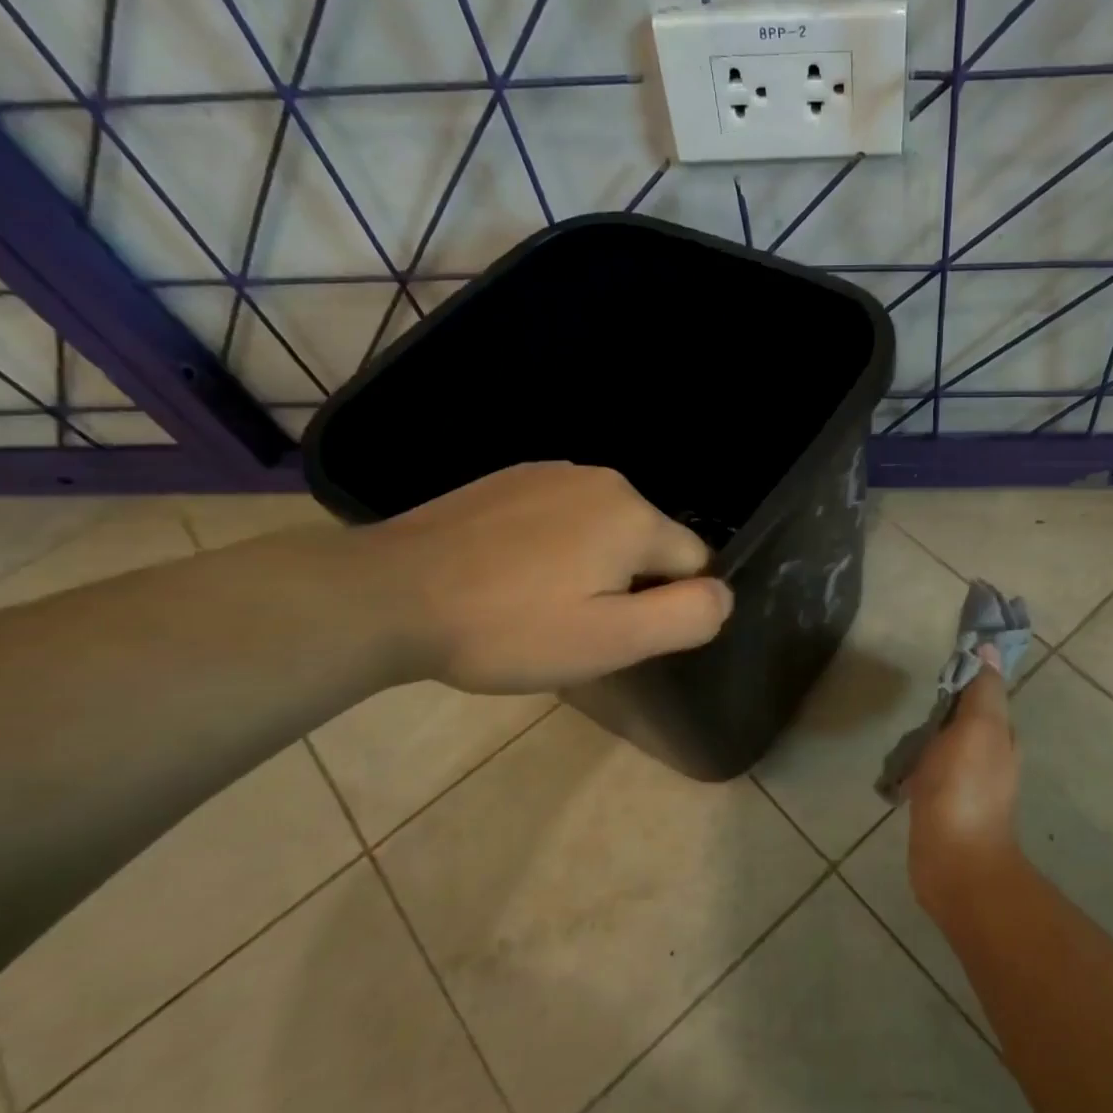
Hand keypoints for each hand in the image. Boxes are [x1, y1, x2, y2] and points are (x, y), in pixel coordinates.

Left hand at [355, 462, 733, 693]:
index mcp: (635, 514)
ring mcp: (552, 471)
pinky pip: (564, 515)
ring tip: (541, 602)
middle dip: (631, 583)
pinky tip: (513, 573)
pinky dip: (556, 544)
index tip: (619, 632)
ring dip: (593, 564)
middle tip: (577, 625)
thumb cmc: (509, 627)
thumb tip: (724, 594)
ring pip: (607, 528)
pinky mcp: (511, 477)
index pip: (694, 561)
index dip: (668, 604)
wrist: (389, 596)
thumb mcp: (611, 641)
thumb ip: (686, 616)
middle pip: (650, 542)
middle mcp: (604, 478)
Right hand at [905, 647, 1023, 926]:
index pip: (984, 694)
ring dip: (927, 737)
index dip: (966, 676)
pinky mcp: (941, 806)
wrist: (954, 861)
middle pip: (963, 720)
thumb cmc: (965, 788)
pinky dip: (915, 765)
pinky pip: (928, 773)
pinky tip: (897, 769)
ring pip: (944, 746)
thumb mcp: (979, 727)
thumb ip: (983, 690)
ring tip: (901, 734)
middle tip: (915, 700)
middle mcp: (988, 758)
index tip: (940, 664)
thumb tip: (988, 649)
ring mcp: (964, 785)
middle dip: (942, 708)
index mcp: (1000, 736)